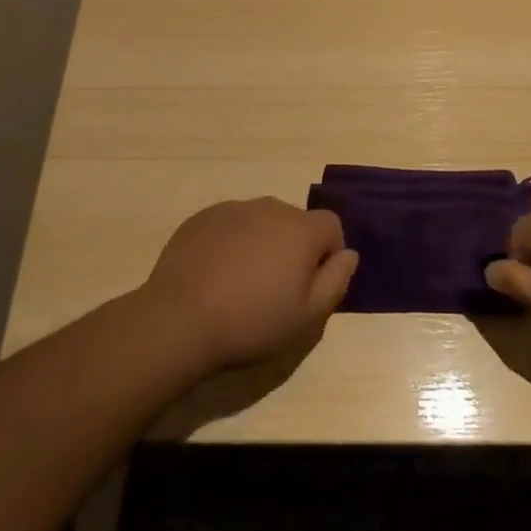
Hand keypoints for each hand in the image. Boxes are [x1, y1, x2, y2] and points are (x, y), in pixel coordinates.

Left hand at [142, 198, 358, 370]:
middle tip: (277, 288)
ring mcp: (234, 209)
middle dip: (294, 247)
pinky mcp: (203, 217)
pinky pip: (230, 225)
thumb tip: (349, 254)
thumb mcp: (307, 316)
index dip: (329, 252)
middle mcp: (270, 208)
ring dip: (262, 243)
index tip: (312, 283)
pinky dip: (231, 242)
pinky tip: (216, 275)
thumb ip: (336, 280)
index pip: (331, 225)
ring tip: (243, 283)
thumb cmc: (252, 321)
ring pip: (261, 221)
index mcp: (300, 229)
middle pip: (295, 221)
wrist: (181, 318)